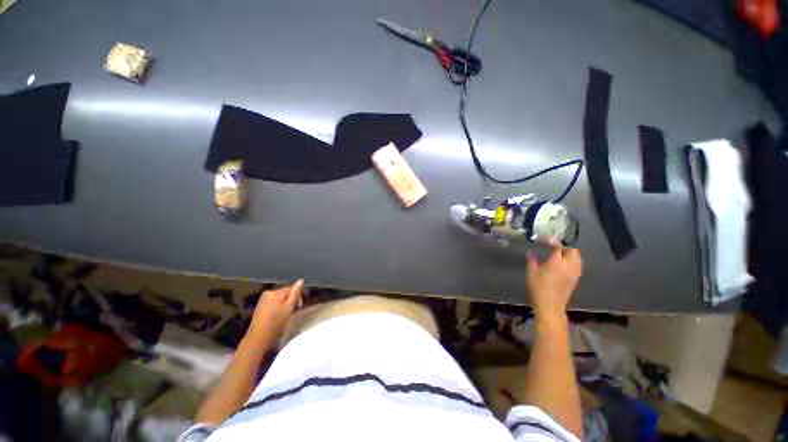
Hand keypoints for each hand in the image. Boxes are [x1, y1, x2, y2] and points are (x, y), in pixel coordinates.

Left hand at [248, 279, 303, 340]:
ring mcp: (262, 299)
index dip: (297, 296)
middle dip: (291, 300)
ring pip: (279, 298)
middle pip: (285, 293)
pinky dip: (278, 307)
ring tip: (286, 314)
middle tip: (293, 311)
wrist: (258, 338)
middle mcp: (268, 292)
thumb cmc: (276, 322)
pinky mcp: (260, 306)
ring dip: (285, 304)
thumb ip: (295, 293)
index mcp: (275, 292)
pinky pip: (273, 302)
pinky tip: (278, 315)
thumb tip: (301, 280)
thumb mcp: (289, 307)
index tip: (299, 307)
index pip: (291, 288)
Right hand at [526, 247, 581, 319]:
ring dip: (571, 255)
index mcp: (556, 261)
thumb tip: (530, 253)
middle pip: (573, 251)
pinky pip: (578, 266)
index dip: (552, 242)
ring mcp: (574, 273)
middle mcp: (568, 265)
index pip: (558, 246)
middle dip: (565, 247)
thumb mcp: (531, 272)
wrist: (550, 305)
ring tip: (561, 256)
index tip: (545, 241)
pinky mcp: (575, 280)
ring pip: (578, 259)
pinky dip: (573, 262)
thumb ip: (531, 260)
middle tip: (554, 248)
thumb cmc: (538, 287)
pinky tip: (565, 265)